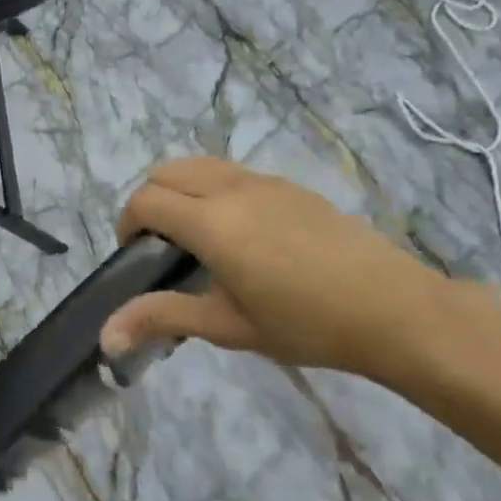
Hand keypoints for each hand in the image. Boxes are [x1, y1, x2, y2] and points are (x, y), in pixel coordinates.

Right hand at [100, 157, 453, 383]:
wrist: (396, 309)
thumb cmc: (306, 324)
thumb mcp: (228, 325)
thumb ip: (162, 318)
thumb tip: (104, 336)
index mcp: (211, 221)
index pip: (145, 201)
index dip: (127, 225)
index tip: (137, 260)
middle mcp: (231, 188)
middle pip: (166, 171)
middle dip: (149, 202)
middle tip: (161, 248)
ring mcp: (264, 181)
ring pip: (200, 164)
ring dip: (181, 190)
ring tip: (198, 238)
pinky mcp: (290, 185)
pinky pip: (233, 172)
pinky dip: (213, 188)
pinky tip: (242, 235)